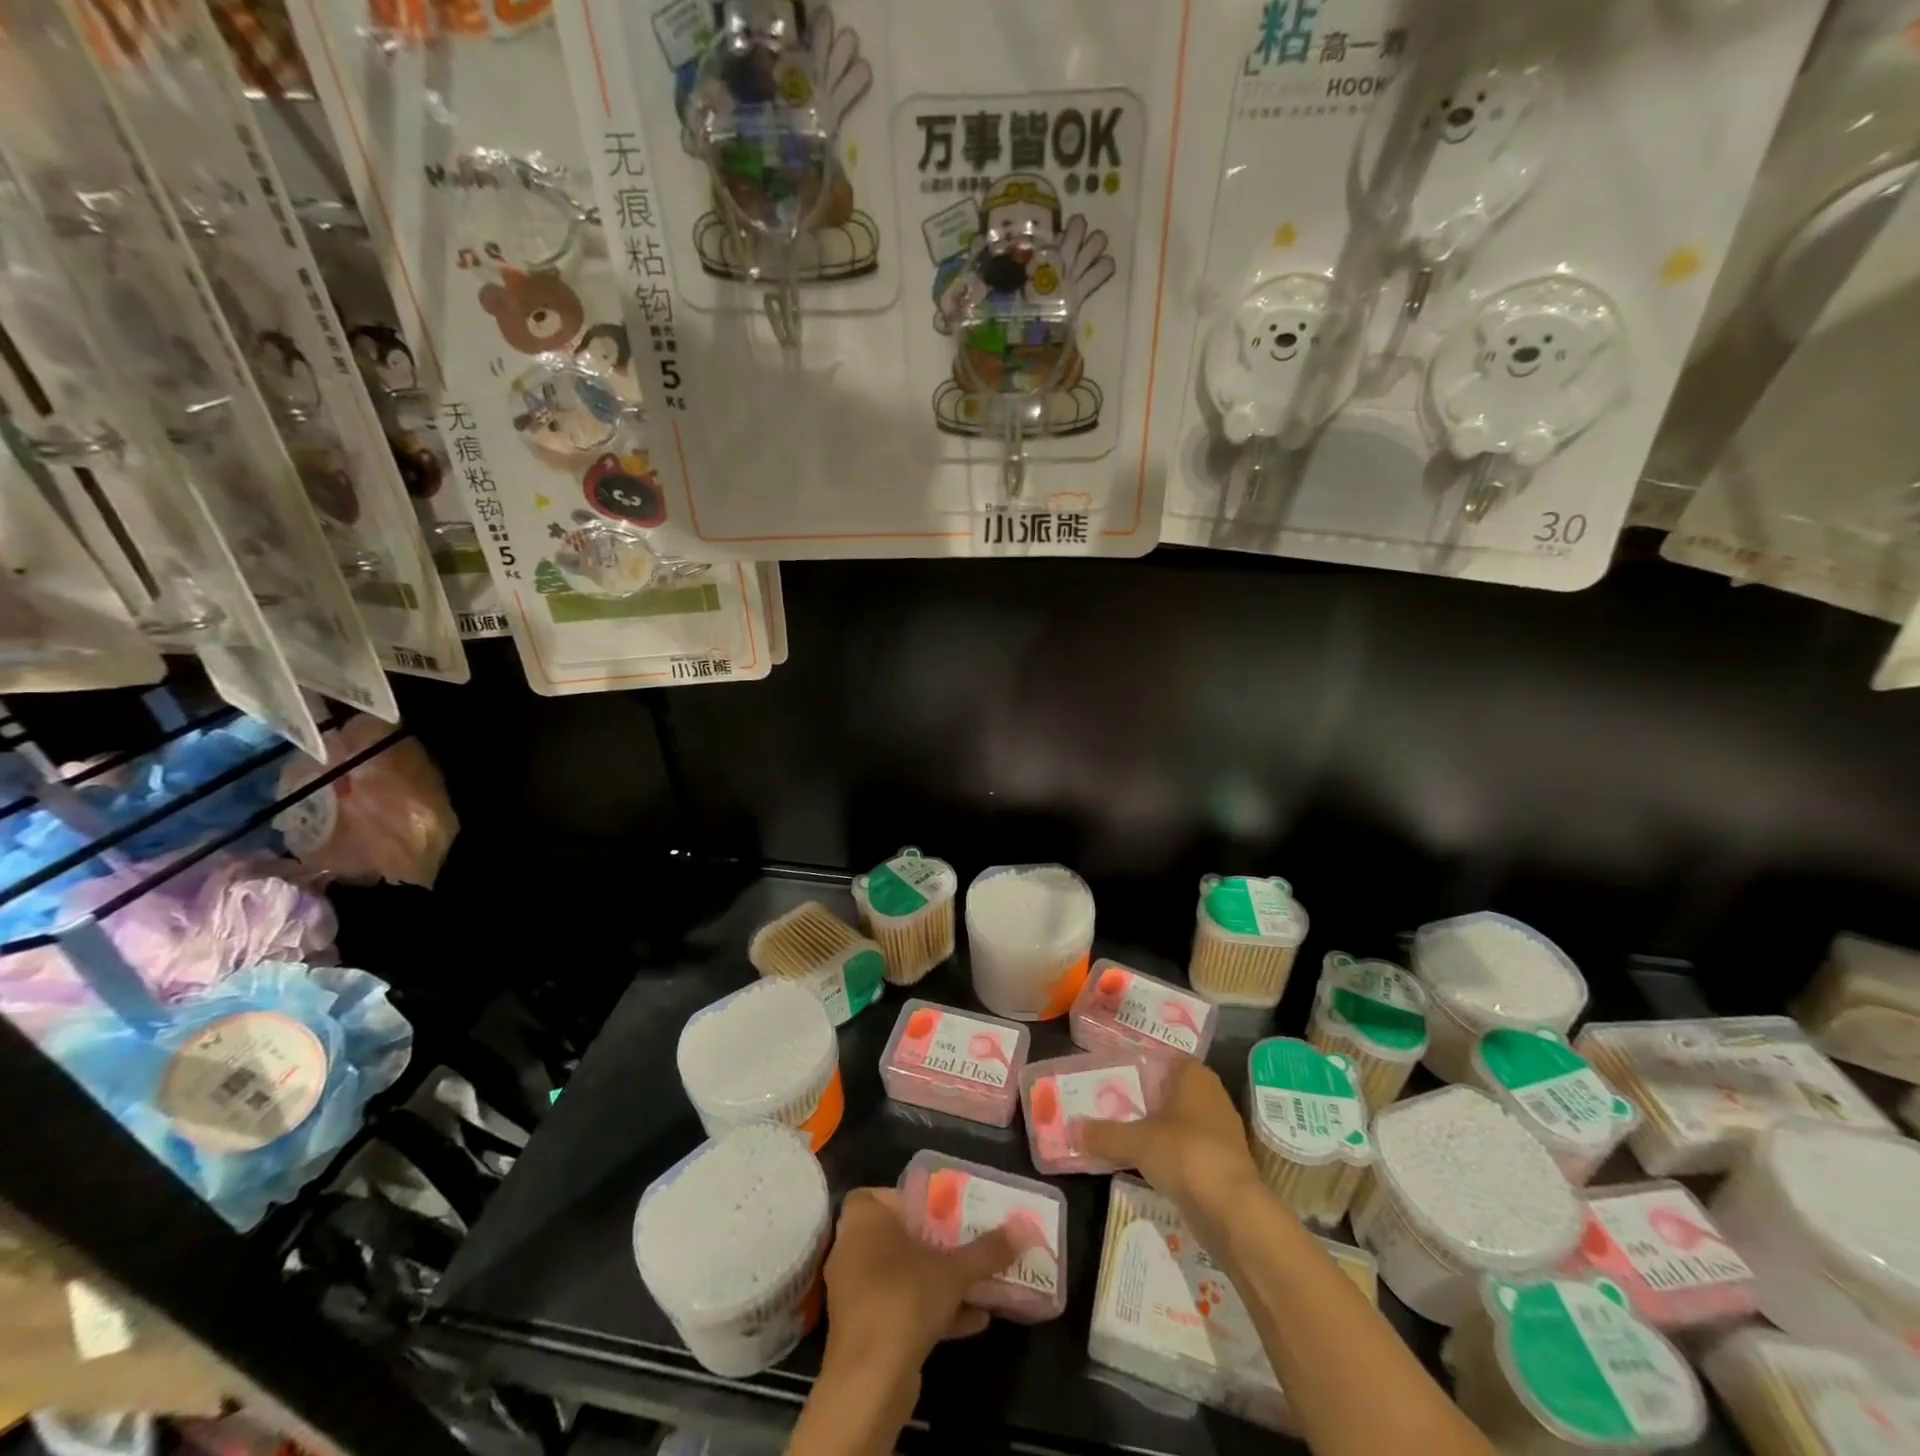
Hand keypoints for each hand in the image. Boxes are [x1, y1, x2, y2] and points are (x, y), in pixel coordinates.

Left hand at [821, 1187, 1021, 1387]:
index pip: (884, 1195)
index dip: (913, 1200)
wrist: (868, 1383)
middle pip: (900, 1236)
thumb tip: (1023, 1227)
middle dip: (935, 1242)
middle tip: (967, 1242)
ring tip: (979, 1282)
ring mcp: (857, 1293)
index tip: (944, 1210)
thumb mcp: (954, 1272)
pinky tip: (975, 1320)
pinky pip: (901, 1308)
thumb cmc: (903, 1300)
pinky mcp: (865, 1330)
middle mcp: (853, 1249)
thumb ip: (987, 1250)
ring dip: (939, 1279)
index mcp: (863, 1220)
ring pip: (904, 1275)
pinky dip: (932, 1310)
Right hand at [1075, 1060, 1264, 1233]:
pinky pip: (1190, 1149)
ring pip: (1181, 1122)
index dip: (1141, 1066)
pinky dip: (1171, 1154)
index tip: (1115, 1076)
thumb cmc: (1185, 1154)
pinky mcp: (1224, 1163)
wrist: (1233, 1211)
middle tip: (1112, 1105)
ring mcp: (1222, 1131)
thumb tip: (1072, 1129)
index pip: (1165, 1059)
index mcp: (1195, 1076)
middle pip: (1171, 1091)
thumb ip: (1104, 1134)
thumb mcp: (1135, 1142)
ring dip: (1158, 1129)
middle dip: (1145, 1099)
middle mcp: (1212, 1096)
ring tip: (1124, 1135)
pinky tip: (1149, 1165)